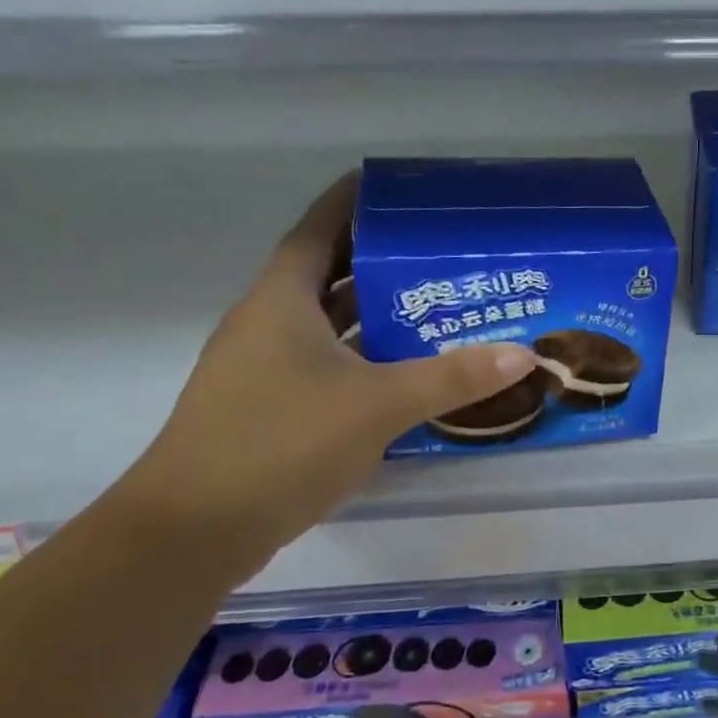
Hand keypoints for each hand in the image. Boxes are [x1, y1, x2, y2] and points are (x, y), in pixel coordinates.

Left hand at [117, 174, 536, 554]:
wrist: (193, 531)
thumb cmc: (281, 443)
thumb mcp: (378, 404)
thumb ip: (452, 378)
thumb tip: (524, 354)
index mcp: (280, 301)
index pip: (317, 230)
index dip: (352, 202)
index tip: (396, 187)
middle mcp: (266, 324)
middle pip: (325, 274)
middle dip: (377, 259)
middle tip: (437, 251)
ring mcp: (262, 369)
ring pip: (326, 324)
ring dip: (372, 313)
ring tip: (433, 305)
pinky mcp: (268, 409)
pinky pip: (324, 364)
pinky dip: (362, 358)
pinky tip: (404, 373)